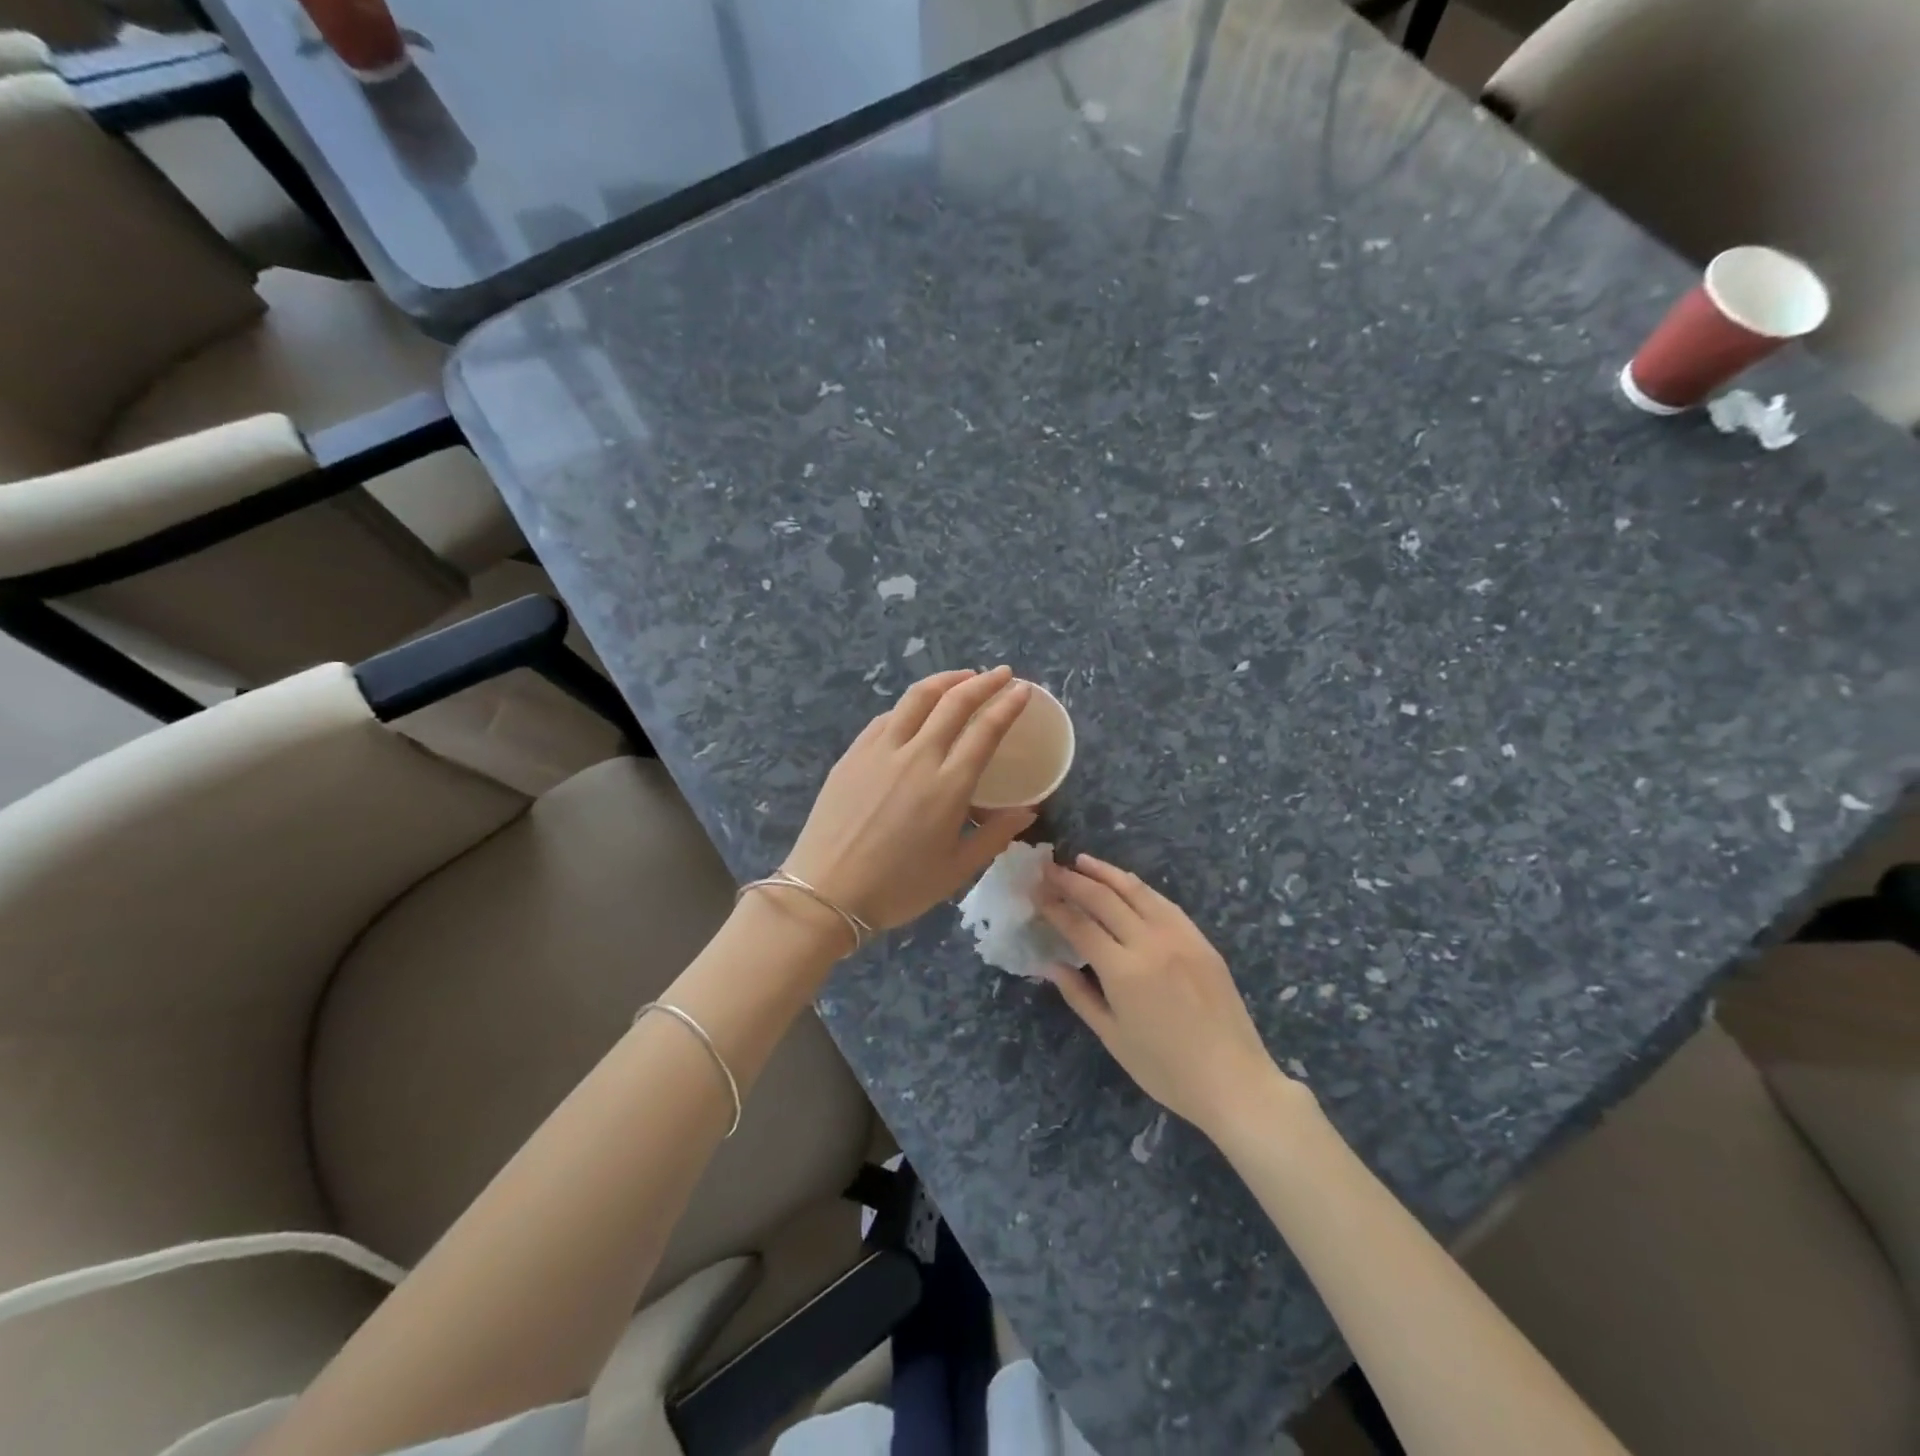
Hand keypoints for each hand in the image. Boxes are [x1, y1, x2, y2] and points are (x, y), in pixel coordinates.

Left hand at [785, 667, 1036, 934]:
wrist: (825, 893)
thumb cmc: (898, 888)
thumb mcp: (957, 870)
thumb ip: (995, 836)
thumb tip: (1028, 811)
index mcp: (948, 786)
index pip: (985, 730)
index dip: (1007, 705)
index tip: (1022, 690)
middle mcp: (917, 756)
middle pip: (954, 702)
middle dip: (983, 682)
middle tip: (1001, 674)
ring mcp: (880, 751)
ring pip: (917, 698)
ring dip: (945, 681)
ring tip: (963, 677)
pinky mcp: (853, 754)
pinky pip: (887, 717)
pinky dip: (910, 705)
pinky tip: (916, 710)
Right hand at [1038, 854, 1291, 1138]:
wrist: (1234, 1081)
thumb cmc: (1166, 1070)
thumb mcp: (1113, 1037)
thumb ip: (1079, 995)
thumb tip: (1051, 964)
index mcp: (1124, 971)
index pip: (1079, 925)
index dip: (1054, 906)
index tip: (1034, 890)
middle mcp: (1150, 943)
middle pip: (1104, 899)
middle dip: (1072, 881)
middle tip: (1049, 868)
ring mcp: (1179, 936)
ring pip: (1136, 891)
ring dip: (1106, 873)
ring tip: (1082, 861)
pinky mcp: (1200, 939)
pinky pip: (1164, 903)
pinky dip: (1139, 888)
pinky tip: (1126, 883)